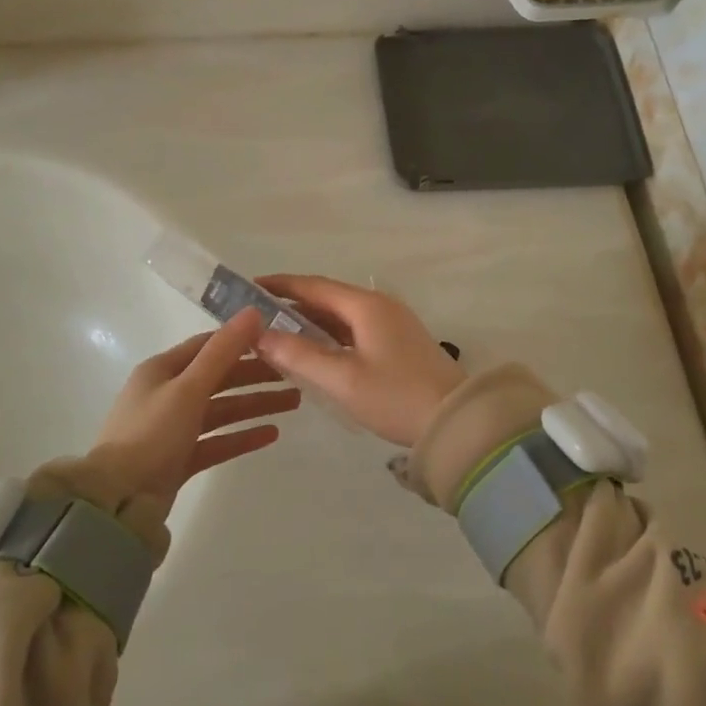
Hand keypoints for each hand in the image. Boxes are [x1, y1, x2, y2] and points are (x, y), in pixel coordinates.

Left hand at [89, 309, 297, 518]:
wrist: (118, 501)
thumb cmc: (152, 433)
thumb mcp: (188, 387)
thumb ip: (223, 351)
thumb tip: (253, 311)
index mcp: (162, 369)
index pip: (208, 345)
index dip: (242, 341)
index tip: (278, 340)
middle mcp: (167, 394)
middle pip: (219, 378)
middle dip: (256, 376)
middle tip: (296, 376)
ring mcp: (173, 429)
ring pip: (222, 410)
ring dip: (255, 404)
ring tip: (294, 403)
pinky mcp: (179, 459)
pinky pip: (217, 441)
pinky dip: (242, 436)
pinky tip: (272, 434)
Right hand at [254, 275, 466, 447]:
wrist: (455, 421)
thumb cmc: (395, 397)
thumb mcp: (342, 379)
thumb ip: (299, 355)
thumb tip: (261, 335)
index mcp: (365, 305)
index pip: (313, 285)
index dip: (280, 285)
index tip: (249, 287)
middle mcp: (380, 305)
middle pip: (328, 297)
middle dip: (291, 303)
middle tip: (257, 315)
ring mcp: (393, 323)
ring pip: (342, 314)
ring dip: (311, 321)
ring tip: (277, 333)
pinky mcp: (399, 342)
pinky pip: (355, 329)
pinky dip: (330, 334)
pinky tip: (314, 351)